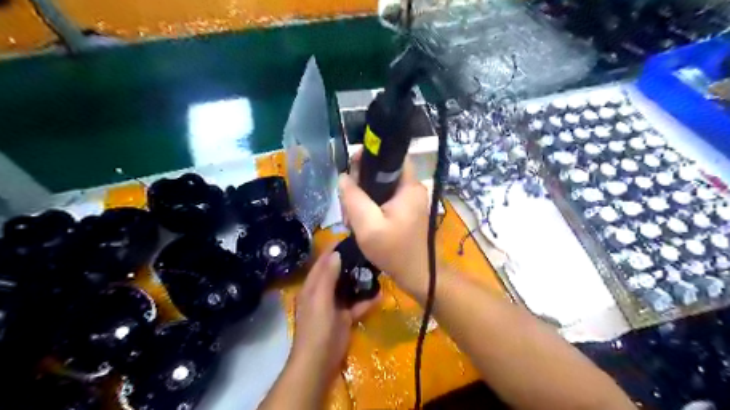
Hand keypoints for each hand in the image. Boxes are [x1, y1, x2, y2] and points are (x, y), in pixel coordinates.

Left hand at [289, 248, 379, 385]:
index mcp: (312, 287)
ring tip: (376, 267)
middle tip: (368, 251)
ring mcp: (334, 306)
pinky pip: (357, 305)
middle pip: (336, 273)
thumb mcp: (320, 299)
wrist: (319, 362)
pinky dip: (367, 300)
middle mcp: (322, 293)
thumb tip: (336, 254)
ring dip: (360, 280)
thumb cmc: (317, 328)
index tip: (349, 238)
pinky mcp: (344, 318)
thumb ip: (327, 276)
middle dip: (350, 263)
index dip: (333, 250)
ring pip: (348, 288)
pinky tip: (381, 294)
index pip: (322, 262)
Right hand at [339, 154, 429, 301]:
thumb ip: (353, 198)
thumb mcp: (368, 225)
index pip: (392, 156)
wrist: (417, 275)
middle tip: (347, 204)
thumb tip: (343, 177)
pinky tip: (360, 222)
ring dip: (363, 198)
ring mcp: (409, 201)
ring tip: (351, 218)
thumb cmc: (394, 251)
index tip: (350, 168)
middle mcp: (412, 189)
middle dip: (361, 184)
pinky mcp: (405, 211)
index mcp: (409, 186)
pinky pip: (384, 200)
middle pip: (383, 173)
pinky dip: (370, 207)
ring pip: (380, 187)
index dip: (370, 156)